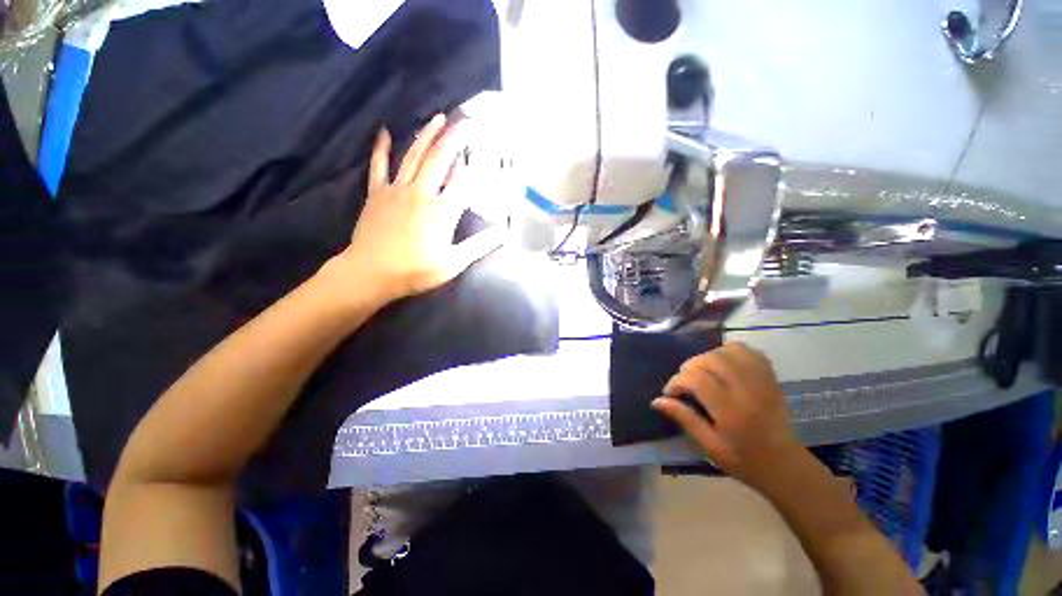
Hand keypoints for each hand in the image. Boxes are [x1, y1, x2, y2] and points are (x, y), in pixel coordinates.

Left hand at [326, 113, 503, 304]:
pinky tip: (384, 131)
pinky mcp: (377, 194)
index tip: (484, 149)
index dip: (474, 166)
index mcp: (441, 212)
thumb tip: (503, 233)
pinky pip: (379, 166)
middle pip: (440, 160)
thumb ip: (478, 246)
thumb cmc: (414, 271)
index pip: (462, 182)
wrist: (370, 274)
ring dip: (427, 135)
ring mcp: (397, 190)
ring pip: (414, 157)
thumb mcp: (452, 264)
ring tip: (438, 117)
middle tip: (466, 121)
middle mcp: (421, 194)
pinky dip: (381, 148)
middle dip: (454, 138)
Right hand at [652, 342, 802, 490]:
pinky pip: (749, 352)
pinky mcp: (770, 378)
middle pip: (711, 360)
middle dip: (690, 366)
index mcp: (731, 412)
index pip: (697, 380)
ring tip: (703, 372)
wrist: (784, 465)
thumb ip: (684, 418)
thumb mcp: (709, 446)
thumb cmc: (743, 460)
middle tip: (685, 382)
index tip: (671, 392)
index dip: (677, 381)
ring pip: (728, 352)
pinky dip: (731, 352)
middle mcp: (747, 391)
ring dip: (708, 357)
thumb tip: (657, 400)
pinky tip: (723, 363)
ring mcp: (761, 382)